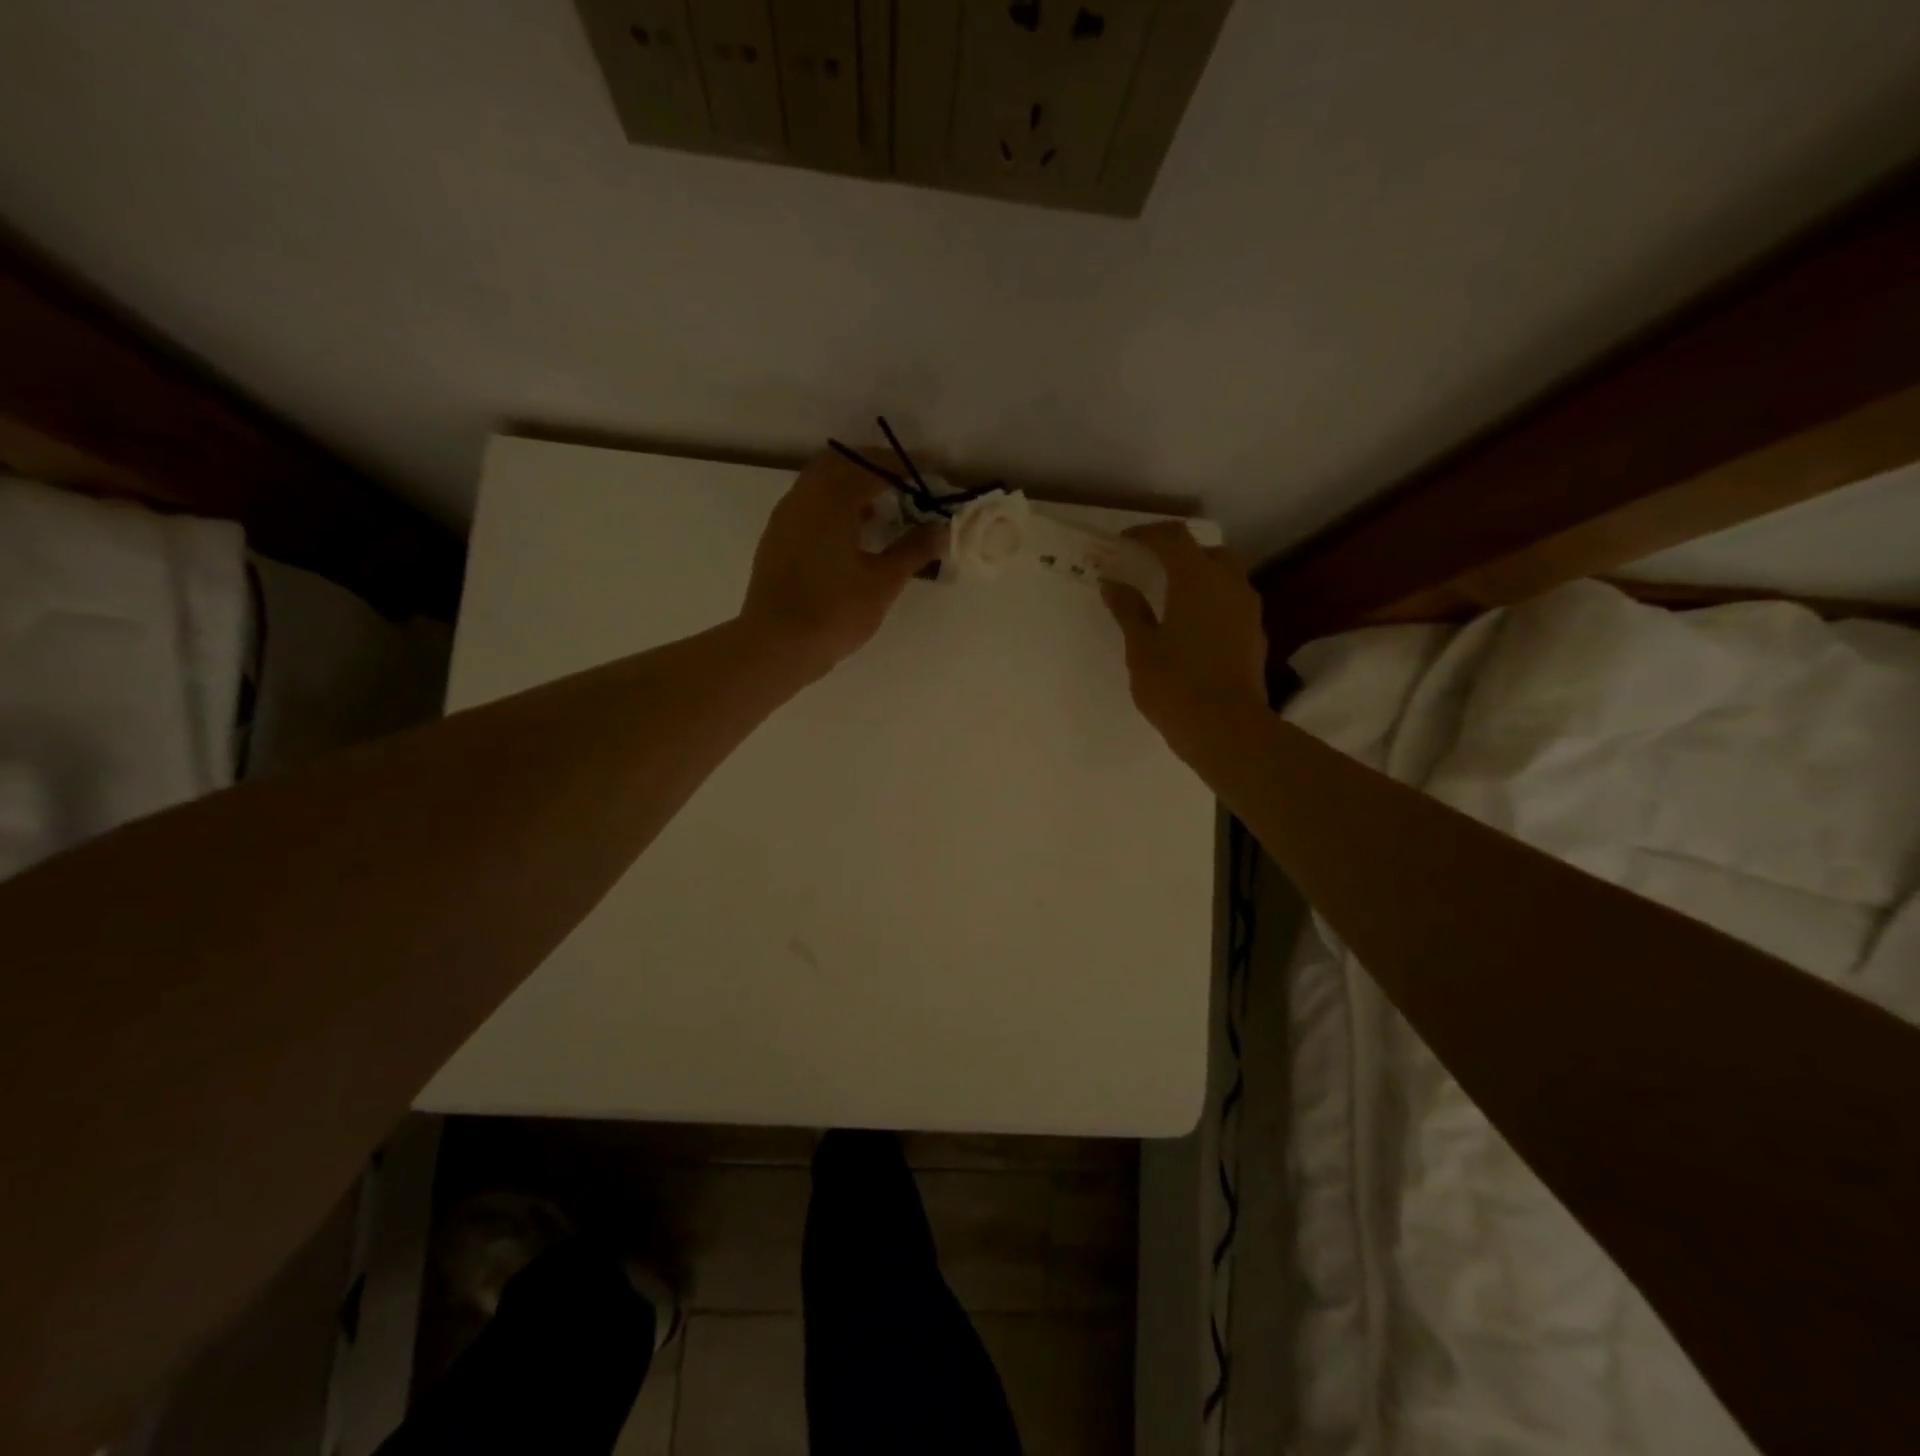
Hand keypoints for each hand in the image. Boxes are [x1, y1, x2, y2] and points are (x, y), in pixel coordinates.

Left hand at [740, 450, 942, 678]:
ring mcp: (785, 518)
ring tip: (883, 508)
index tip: (931, 469)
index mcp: (831, 500)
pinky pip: (809, 505)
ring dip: (852, 485)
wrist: (776, 646)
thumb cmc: (834, 612)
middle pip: (841, 463)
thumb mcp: (883, 583)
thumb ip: (913, 550)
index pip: (872, 466)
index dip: (905, 464)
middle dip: (874, 466)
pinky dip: (834, 505)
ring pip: (820, 483)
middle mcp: (804, 498)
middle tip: (905, 482)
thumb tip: (940, 530)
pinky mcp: (777, 539)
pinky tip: (853, 533)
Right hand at [1101, 523, 1268, 753]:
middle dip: (1176, 554)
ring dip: (1196, 578)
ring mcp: (1247, 610)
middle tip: (1148, 570)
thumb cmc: (1175, 684)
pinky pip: (1230, 603)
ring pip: (1223, 576)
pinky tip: (1190, 628)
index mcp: (1197, 579)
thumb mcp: (1141, 647)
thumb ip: (1128, 610)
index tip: (1122, 544)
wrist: (1226, 729)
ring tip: (1168, 600)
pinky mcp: (1254, 634)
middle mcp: (1229, 584)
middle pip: (1204, 552)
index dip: (1146, 535)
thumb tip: (1113, 583)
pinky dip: (1209, 602)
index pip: (1172, 538)